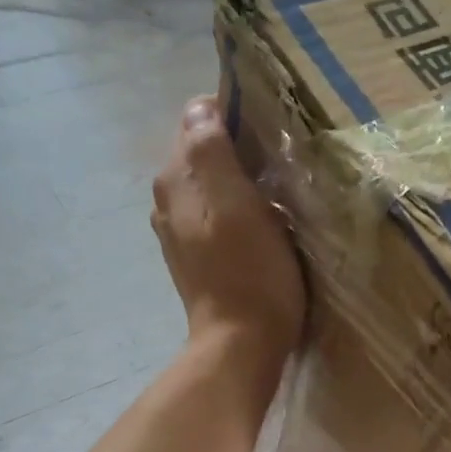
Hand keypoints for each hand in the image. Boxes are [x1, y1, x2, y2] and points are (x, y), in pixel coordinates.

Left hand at [152, 97, 304, 367]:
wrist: (241, 345)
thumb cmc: (248, 271)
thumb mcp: (235, 202)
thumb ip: (211, 149)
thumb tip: (201, 107)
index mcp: (175, 179)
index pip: (199, 119)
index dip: (237, 117)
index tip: (272, 135)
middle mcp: (168, 200)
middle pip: (205, 154)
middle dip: (240, 150)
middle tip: (282, 165)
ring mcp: (180, 234)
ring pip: (213, 186)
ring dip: (243, 183)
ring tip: (278, 195)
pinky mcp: (197, 260)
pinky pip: (218, 217)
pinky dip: (239, 213)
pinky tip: (264, 228)